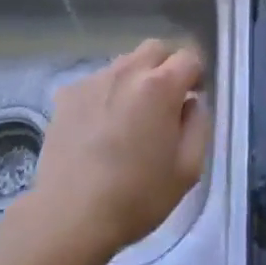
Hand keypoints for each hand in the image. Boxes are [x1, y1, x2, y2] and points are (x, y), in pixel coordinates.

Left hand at [30, 40, 210, 258]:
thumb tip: (192, 102)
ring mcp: (93, 80)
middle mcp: (127, 72)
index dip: (197, 75)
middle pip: (155, 48)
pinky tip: (100, 128)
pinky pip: (97, 82)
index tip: (194, 98)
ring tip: (130, 117)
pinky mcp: (66, 95)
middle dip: (167, 66)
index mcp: (160, 86)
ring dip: (135, 79)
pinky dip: (106, 94)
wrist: (69, 216)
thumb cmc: (137, 196)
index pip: (189, 56)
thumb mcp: (188, 169)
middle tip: (166, 101)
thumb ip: (199, 125)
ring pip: (124, 63)